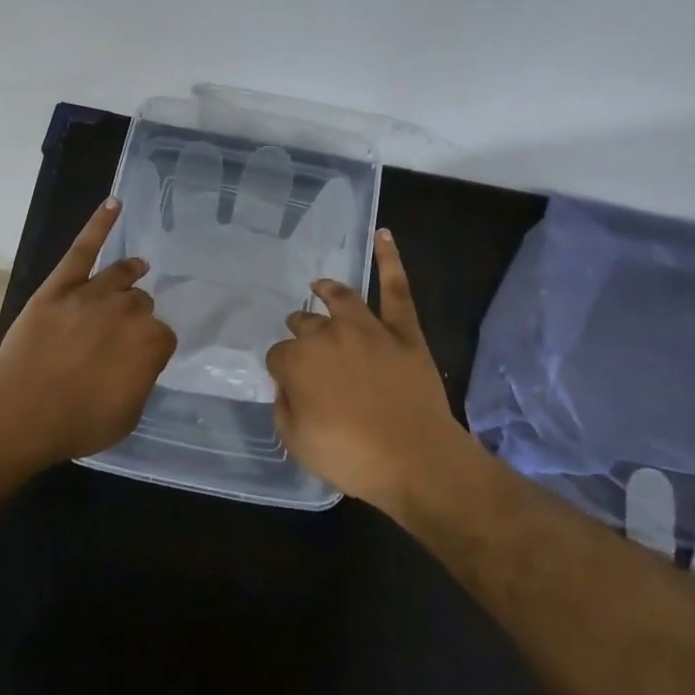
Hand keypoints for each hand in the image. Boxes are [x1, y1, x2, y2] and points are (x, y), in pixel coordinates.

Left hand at [0, 197, 176, 464]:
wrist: (23, 410)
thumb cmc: (78, 422)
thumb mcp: (128, 415)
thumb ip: (140, 381)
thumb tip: (136, 365)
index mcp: (152, 342)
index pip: (162, 337)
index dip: (149, 349)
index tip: (137, 360)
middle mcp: (129, 310)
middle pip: (141, 304)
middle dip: (134, 316)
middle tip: (119, 334)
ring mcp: (94, 292)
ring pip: (120, 275)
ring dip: (130, 273)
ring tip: (136, 269)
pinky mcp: (62, 284)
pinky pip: (84, 248)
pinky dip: (99, 224)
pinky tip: (113, 203)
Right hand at [265, 229, 471, 508]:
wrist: (416, 459)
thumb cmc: (353, 457)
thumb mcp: (297, 443)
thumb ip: (284, 408)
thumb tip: (288, 385)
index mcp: (298, 361)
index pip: (279, 357)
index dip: (283, 371)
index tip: (290, 386)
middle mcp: (328, 335)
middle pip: (305, 326)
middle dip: (300, 332)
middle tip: (303, 345)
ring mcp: (367, 328)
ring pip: (341, 298)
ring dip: (326, 291)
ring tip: (319, 287)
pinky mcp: (402, 330)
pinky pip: (396, 288)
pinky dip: (390, 259)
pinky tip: (383, 235)